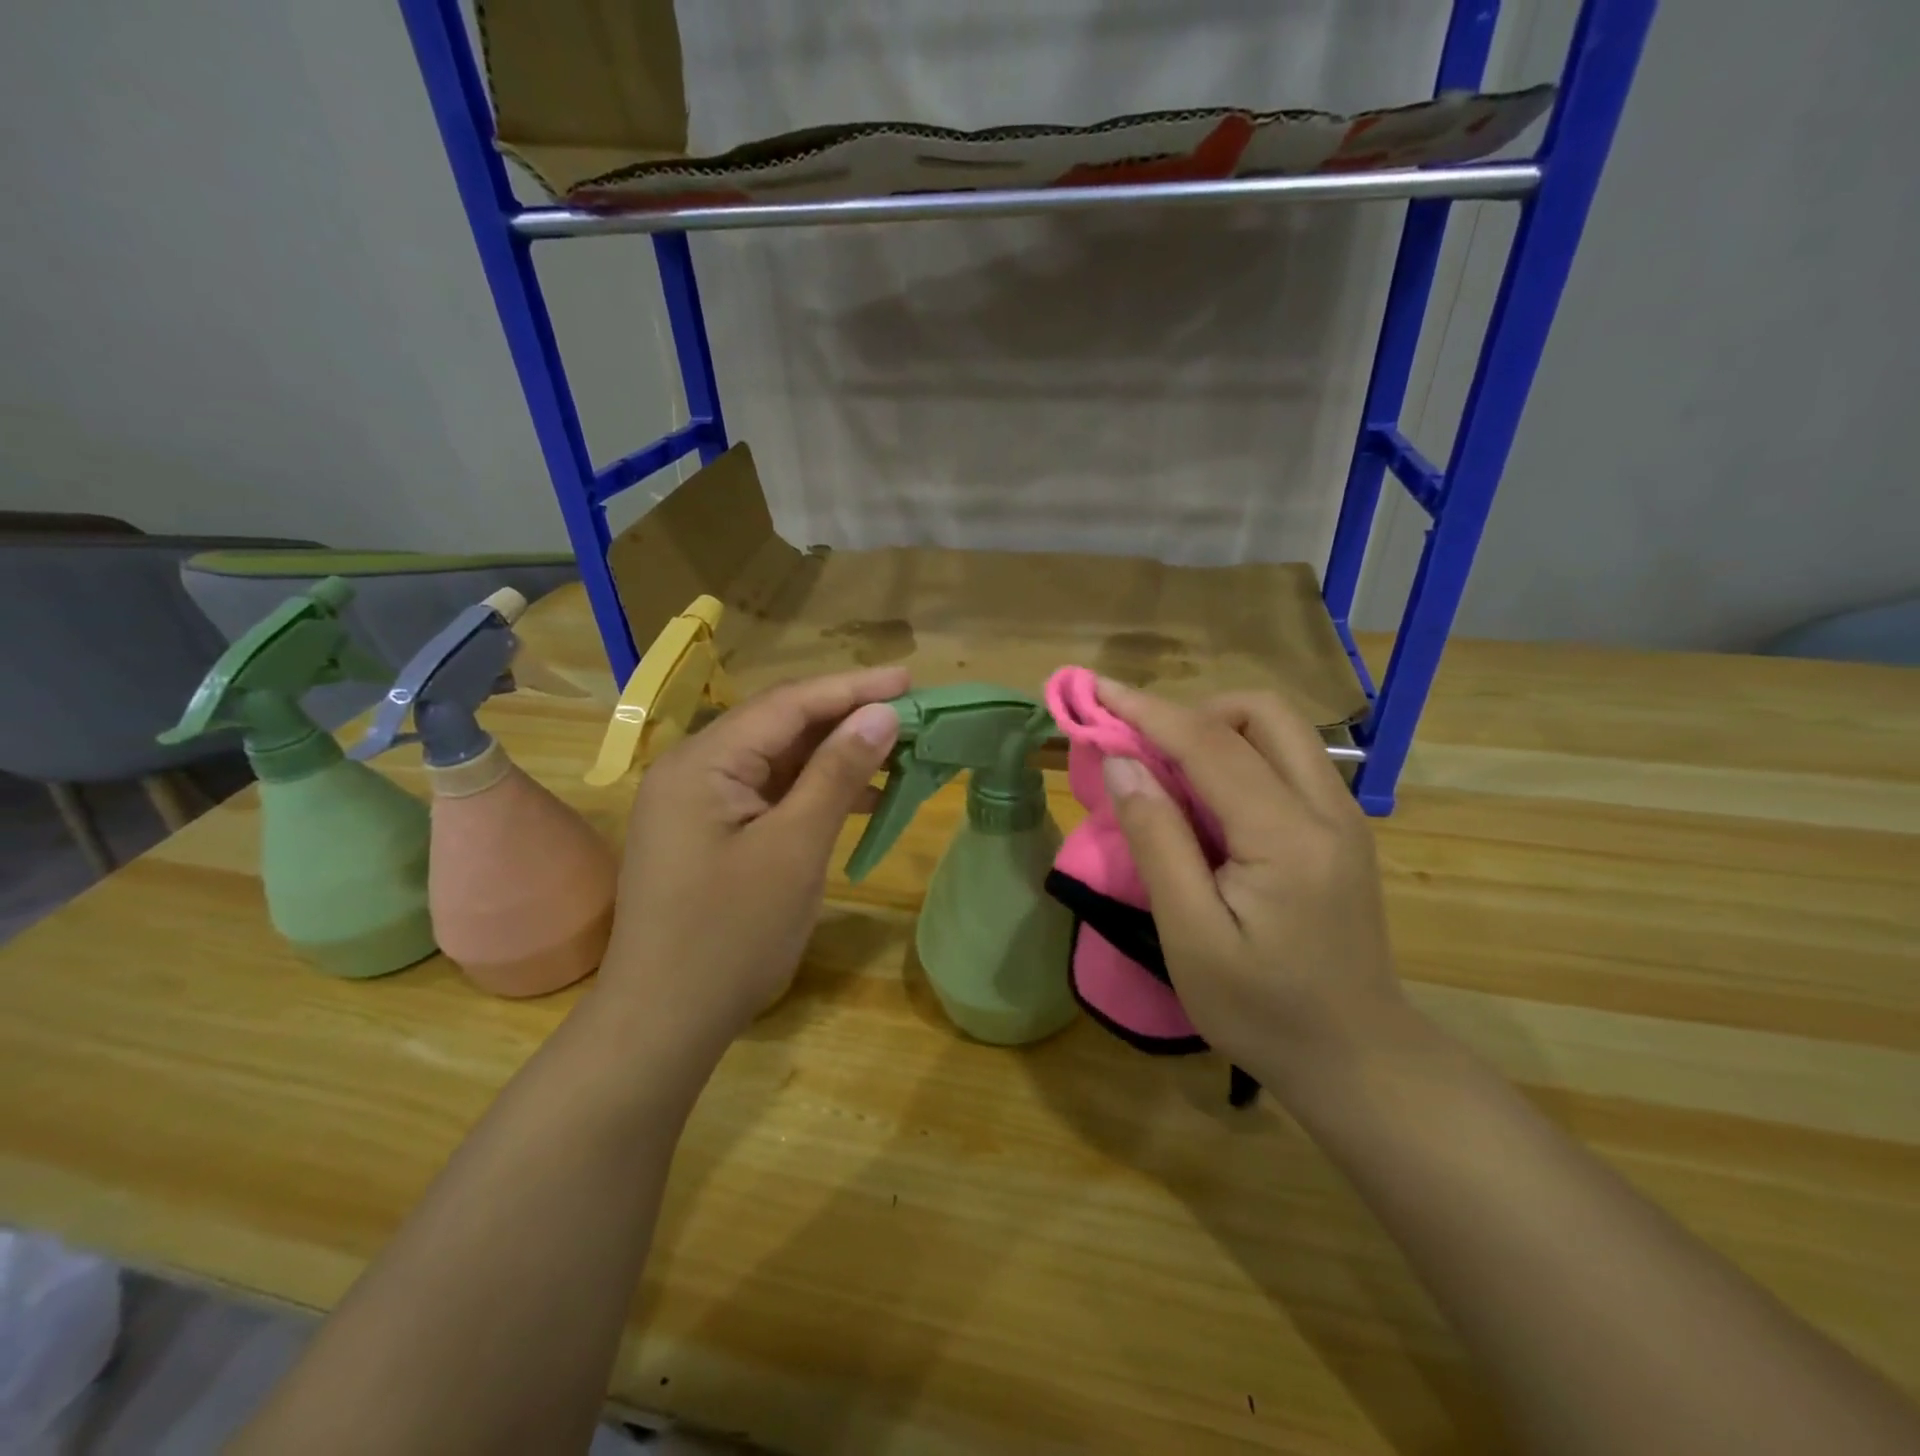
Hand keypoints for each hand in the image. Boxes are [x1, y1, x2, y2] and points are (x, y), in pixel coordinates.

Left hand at [598, 667, 906, 1053]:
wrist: (664, 1022)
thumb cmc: (731, 935)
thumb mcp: (795, 849)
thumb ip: (837, 774)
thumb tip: (881, 715)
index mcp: (703, 762)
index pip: (788, 704)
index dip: (852, 688)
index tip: (909, 680)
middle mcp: (693, 768)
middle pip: (781, 725)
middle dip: (846, 718)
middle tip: (910, 714)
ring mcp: (698, 801)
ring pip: (778, 760)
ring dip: (835, 755)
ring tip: (896, 751)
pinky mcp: (710, 831)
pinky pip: (769, 793)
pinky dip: (813, 790)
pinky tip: (859, 796)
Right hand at [1093, 679, 1404, 1090]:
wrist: (1358, 1059)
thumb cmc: (1262, 1011)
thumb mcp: (1191, 936)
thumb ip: (1158, 841)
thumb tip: (1123, 762)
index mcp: (1287, 836)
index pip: (1209, 744)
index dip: (1147, 710)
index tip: (1097, 689)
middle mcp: (1327, 808)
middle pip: (1262, 713)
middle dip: (1193, 711)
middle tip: (1143, 747)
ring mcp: (1342, 816)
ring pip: (1279, 731)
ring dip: (1217, 731)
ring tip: (1168, 772)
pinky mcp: (1341, 830)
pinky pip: (1287, 762)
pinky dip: (1238, 756)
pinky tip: (1206, 800)